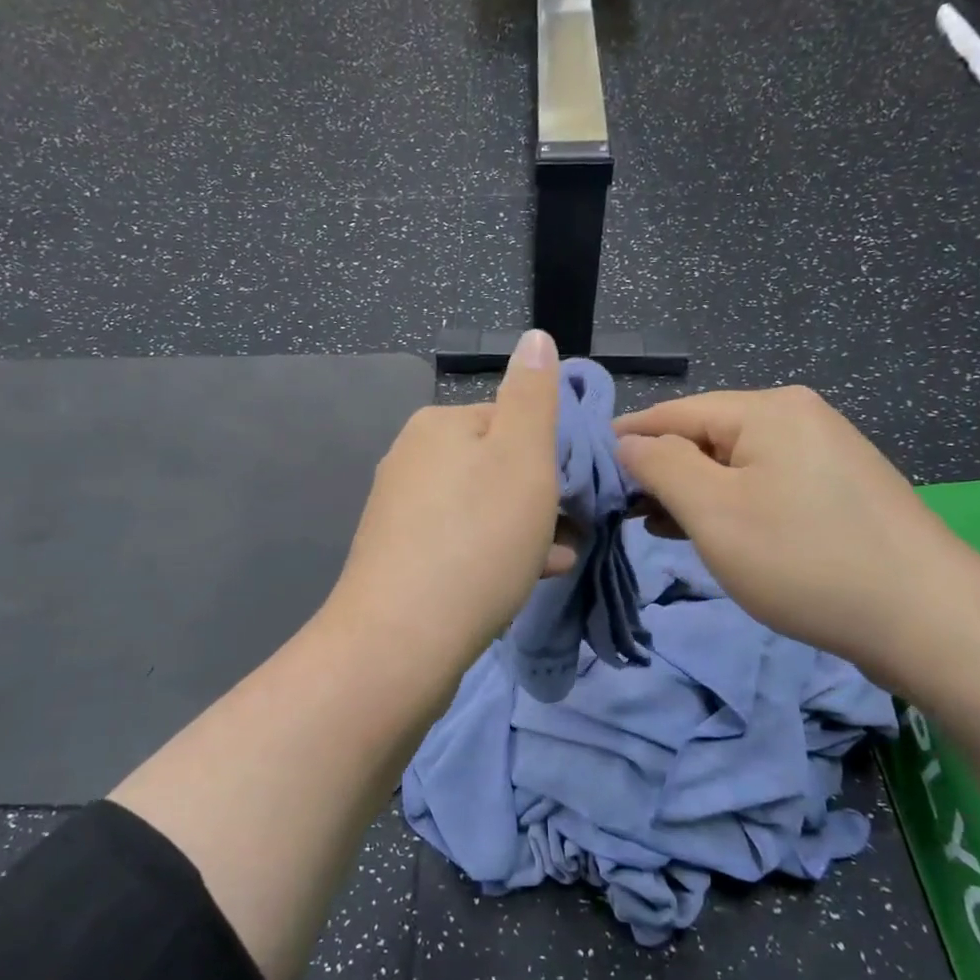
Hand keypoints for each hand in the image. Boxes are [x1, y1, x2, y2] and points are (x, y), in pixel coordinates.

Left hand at [327, 330, 570, 679]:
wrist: (400, 642)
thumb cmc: (476, 541)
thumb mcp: (522, 457)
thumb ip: (533, 395)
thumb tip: (535, 337)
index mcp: (438, 424)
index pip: (513, 419)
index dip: (553, 452)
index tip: (580, 491)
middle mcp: (412, 458)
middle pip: (497, 465)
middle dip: (541, 496)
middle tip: (574, 530)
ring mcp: (400, 511)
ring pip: (483, 508)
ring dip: (525, 528)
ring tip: (560, 559)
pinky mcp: (399, 557)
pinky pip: (461, 542)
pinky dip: (495, 554)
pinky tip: (524, 580)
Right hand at [614, 387, 974, 679]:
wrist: (928, 619)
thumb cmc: (805, 560)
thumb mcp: (714, 512)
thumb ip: (660, 466)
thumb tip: (627, 442)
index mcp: (767, 408)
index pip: (672, 413)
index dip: (625, 442)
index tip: (587, 474)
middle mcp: (797, 414)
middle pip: (704, 435)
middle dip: (661, 472)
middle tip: (622, 514)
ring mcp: (823, 449)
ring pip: (733, 462)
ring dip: (693, 492)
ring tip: (660, 528)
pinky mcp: (838, 486)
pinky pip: (764, 482)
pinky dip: (731, 503)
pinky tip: (714, 532)